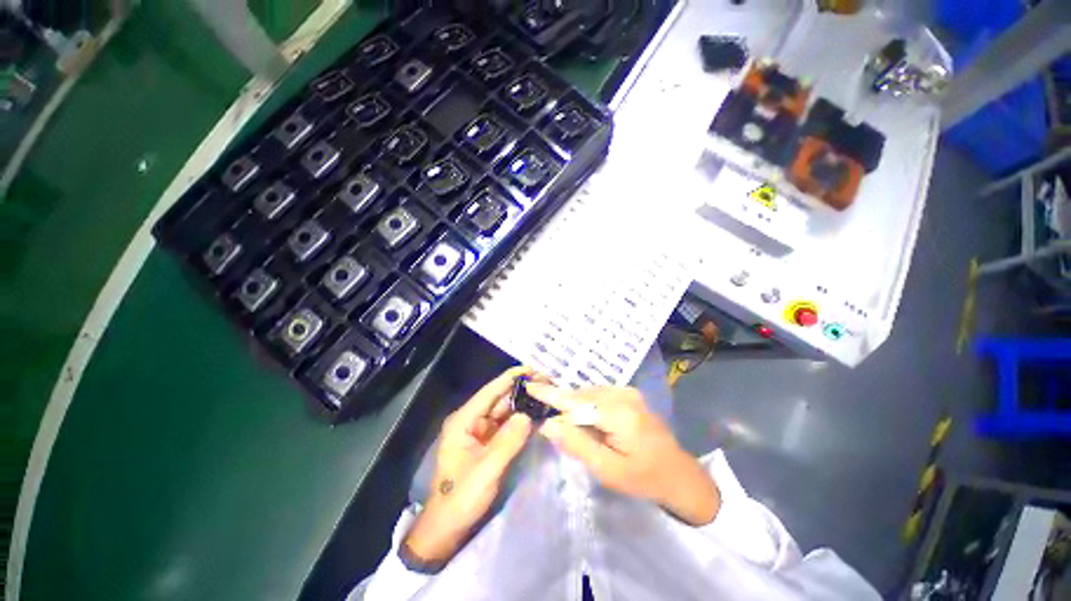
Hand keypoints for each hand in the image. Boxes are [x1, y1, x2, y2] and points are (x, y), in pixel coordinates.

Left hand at [403, 367, 542, 565]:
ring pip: (505, 411)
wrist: (447, 528)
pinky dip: (521, 419)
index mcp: (464, 420)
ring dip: (523, 403)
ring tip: (545, 394)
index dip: (511, 378)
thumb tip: (529, 414)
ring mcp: (480, 431)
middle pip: (499, 398)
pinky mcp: (487, 442)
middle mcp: (471, 420)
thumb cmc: (461, 497)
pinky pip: (506, 425)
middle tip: (547, 382)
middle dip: (522, 389)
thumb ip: (509, 440)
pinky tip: (536, 414)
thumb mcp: (487, 469)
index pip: (490, 391)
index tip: (532, 368)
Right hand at [526, 383, 720, 526]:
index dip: (551, 395)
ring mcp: (628, 391)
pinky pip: (598, 395)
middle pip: (581, 396)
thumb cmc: (643, 478)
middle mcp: (623, 395)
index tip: (529, 387)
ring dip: (575, 406)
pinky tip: (587, 421)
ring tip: (570, 425)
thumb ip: (577, 444)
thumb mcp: (608, 470)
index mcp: (619, 414)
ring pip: (589, 394)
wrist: (679, 473)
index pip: (576, 401)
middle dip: (563, 406)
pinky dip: (587, 405)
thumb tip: (548, 424)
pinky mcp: (629, 393)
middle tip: (549, 421)